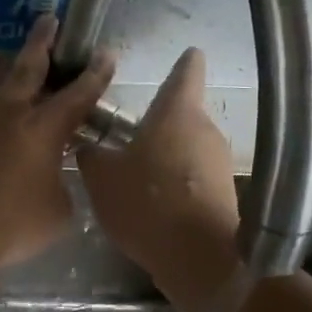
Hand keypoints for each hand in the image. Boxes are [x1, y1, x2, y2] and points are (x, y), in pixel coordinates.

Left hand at [0, 14, 114, 269]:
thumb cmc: (11, 222)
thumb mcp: (56, 215)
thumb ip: (61, 192)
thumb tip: (54, 185)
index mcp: (44, 129)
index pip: (78, 95)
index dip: (95, 75)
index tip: (104, 54)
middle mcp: (7, 113)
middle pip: (27, 68)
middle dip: (41, 42)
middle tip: (47, 20)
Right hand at [77, 47, 241, 311]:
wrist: (197, 257)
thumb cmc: (146, 202)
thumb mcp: (101, 177)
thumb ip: (92, 155)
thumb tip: (88, 146)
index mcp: (177, 112)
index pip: (187, 72)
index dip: (183, 62)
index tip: (184, 54)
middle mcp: (206, 130)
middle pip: (182, 115)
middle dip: (158, 124)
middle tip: (125, 137)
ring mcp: (218, 163)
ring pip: (187, 148)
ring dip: (164, 156)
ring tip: (133, 176)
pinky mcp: (223, 194)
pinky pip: (193, 178)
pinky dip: (175, 183)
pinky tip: (151, 204)